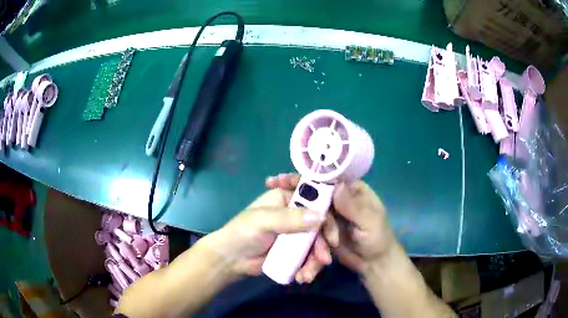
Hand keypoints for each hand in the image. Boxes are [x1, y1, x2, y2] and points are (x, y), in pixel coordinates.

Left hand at [205, 181, 333, 281]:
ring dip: (315, 262)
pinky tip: (301, 277)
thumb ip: (290, 219)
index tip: (332, 239)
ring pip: (316, 245)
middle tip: (323, 261)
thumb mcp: (263, 222)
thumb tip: (320, 217)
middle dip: (322, 246)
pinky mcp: (294, 252)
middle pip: (319, 228)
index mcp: (287, 200)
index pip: (315, 204)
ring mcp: (295, 235)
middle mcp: (295, 215)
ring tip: (306, 275)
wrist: (231, 260)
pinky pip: (309, 257)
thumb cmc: (243, 233)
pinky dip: (308, 268)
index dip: (327, 220)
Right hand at [267, 174, 395, 276]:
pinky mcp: (322, 230)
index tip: (285, 177)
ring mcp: (328, 215)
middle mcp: (338, 199)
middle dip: (292, 185)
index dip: (306, 175)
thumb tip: (336, 185)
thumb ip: (353, 206)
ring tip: (270, 200)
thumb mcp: (369, 222)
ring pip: (308, 207)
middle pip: (313, 190)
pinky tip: (282, 219)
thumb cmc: (377, 239)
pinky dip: (296, 223)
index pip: (326, 178)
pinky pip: (307, 225)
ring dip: (291, 203)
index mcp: (351, 190)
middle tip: (271, 183)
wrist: (373, 264)